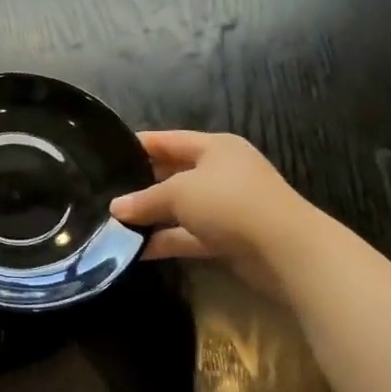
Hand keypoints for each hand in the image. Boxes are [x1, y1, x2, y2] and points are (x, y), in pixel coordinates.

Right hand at [109, 131, 317, 287]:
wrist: (286, 251)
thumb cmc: (230, 204)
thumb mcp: (179, 193)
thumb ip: (144, 199)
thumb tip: (115, 208)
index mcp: (215, 148)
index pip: (168, 140)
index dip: (138, 145)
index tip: (106, 154)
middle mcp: (221, 172)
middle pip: (173, 174)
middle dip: (140, 185)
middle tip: (104, 193)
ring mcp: (225, 207)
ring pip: (179, 208)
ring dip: (151, 217)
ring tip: (112, 225)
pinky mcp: (227, 238)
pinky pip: (188, 236)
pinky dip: (165, 241)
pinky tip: (135, 251)